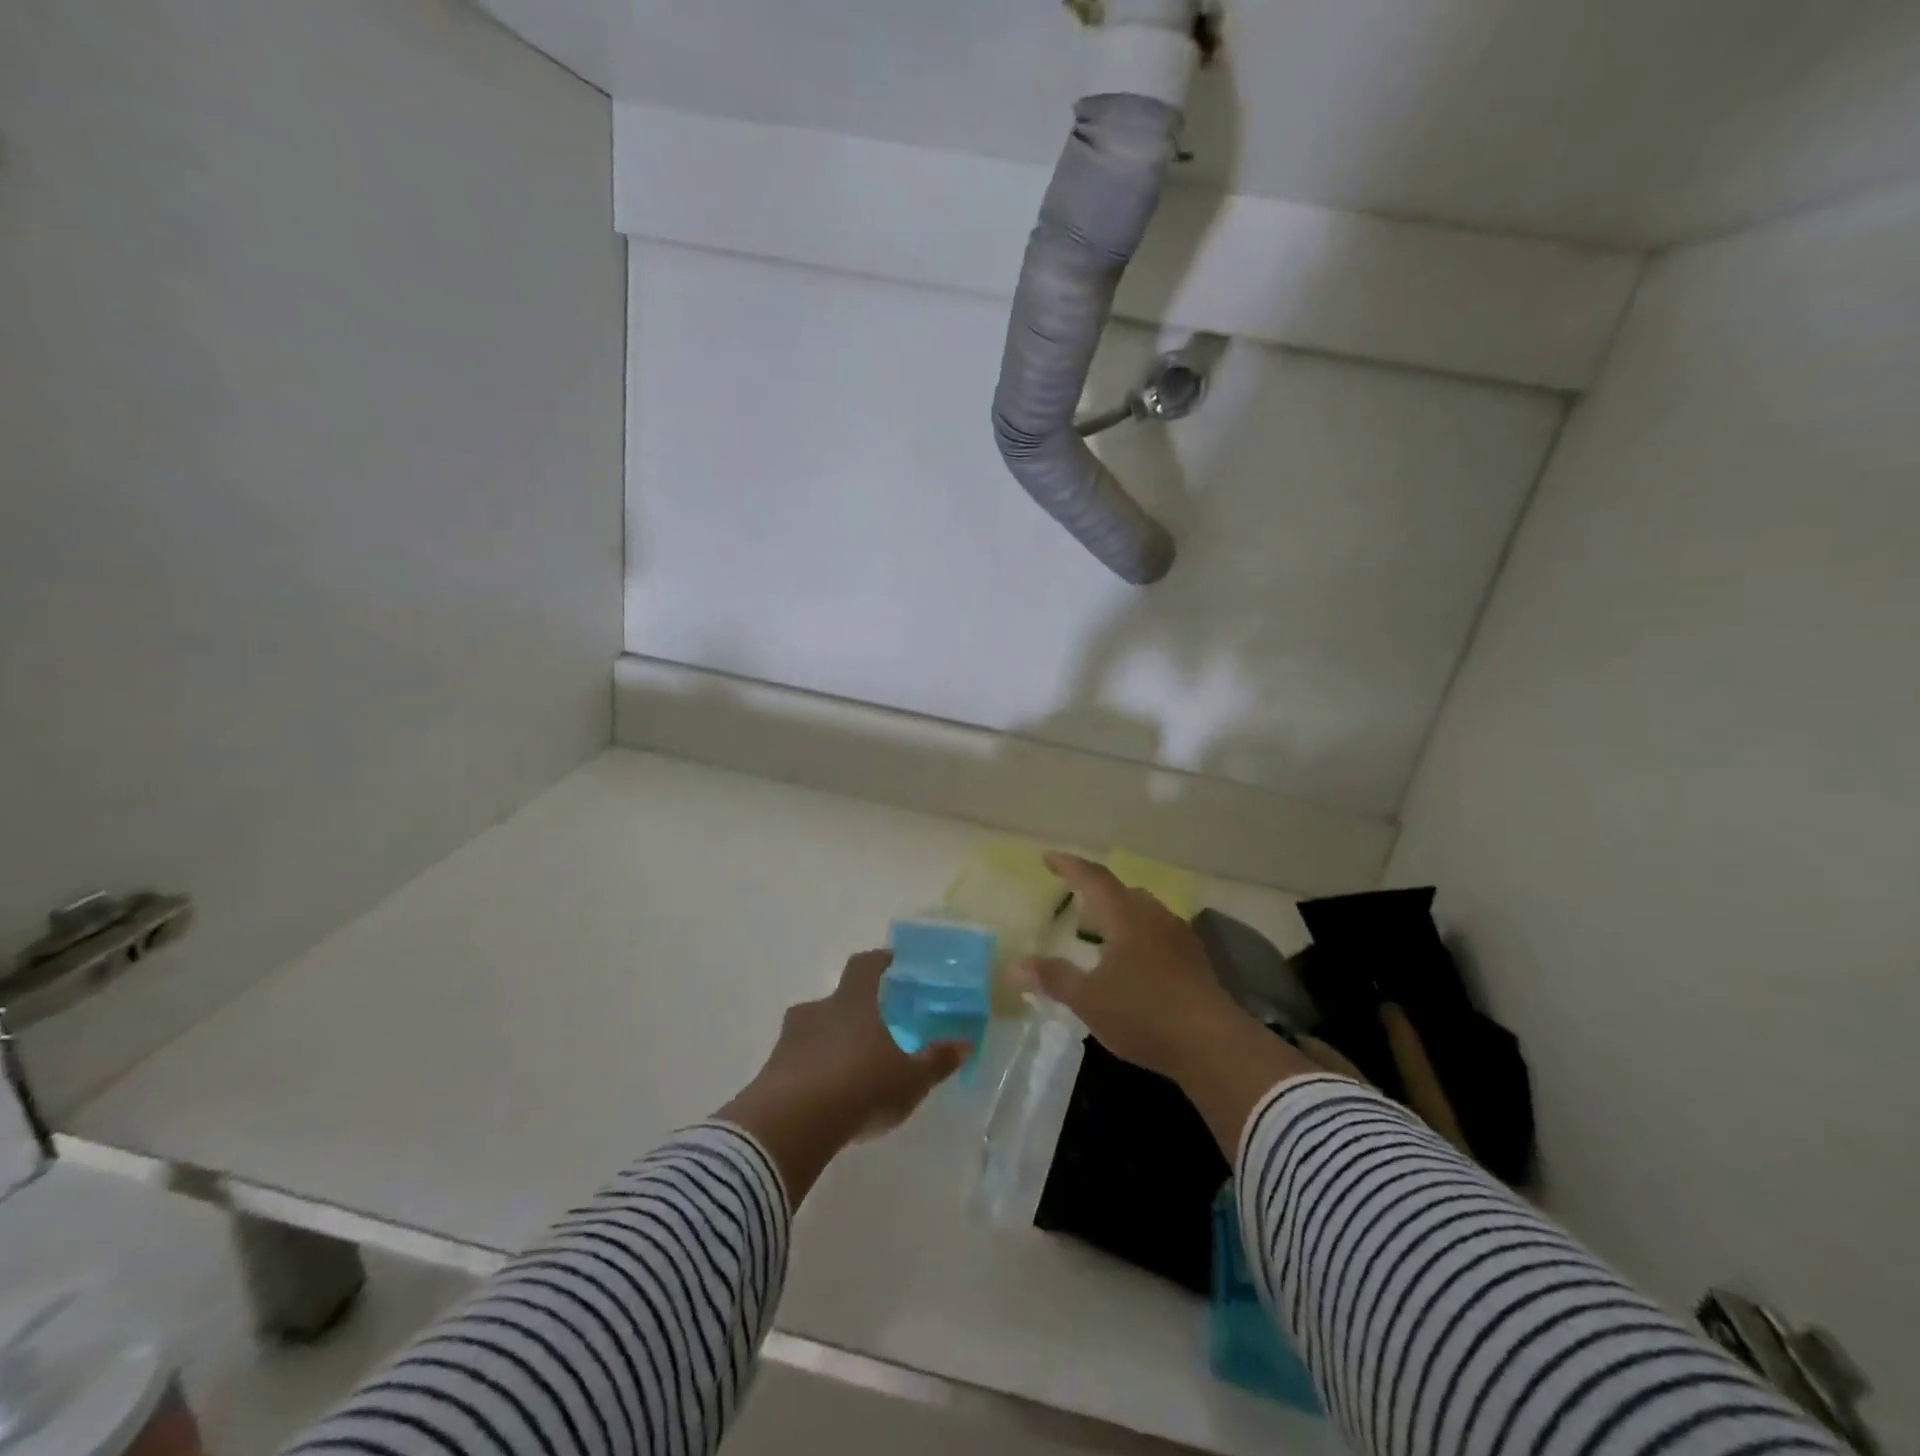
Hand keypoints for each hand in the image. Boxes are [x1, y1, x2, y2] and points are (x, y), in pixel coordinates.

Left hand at [718, 951, 966, 1200]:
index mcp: (853, 1002)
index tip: (890, 961)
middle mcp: (818, 1011)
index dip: (878, 961)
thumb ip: (936, 1061)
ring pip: (814, 1031)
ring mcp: (789, 1040)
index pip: (864, 966)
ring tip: (848, 1070)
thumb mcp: (910, 1079)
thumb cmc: (860, 1087)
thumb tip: (964, 1043)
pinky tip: (824, 1098)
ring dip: (830, 1044)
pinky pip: (796, 1062)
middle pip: (837, 1000)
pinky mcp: (770, 1071)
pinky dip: (811, 1071)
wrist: (791, 1125)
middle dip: (854, 1012)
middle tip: (873, 1030)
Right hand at [1018, 853, 1247, 1082]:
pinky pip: (1158, 934)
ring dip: (1120, 915)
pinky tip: (1132, 964)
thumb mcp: (1089, 999)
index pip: (1093, 878)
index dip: (1069, 866)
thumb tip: (1016, 964)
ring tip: (1101, 934)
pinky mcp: (1195, 961)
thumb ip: (1054, 977)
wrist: (1213, 1045)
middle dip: (1097, 892)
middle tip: (1075, 901)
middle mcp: (1154, 916)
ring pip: (1143, 913)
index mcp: (1126, 915)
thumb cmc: (1143, 1012)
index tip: (1049, 857)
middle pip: (1122, 892)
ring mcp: (1179, 937)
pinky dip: (1138, 937)